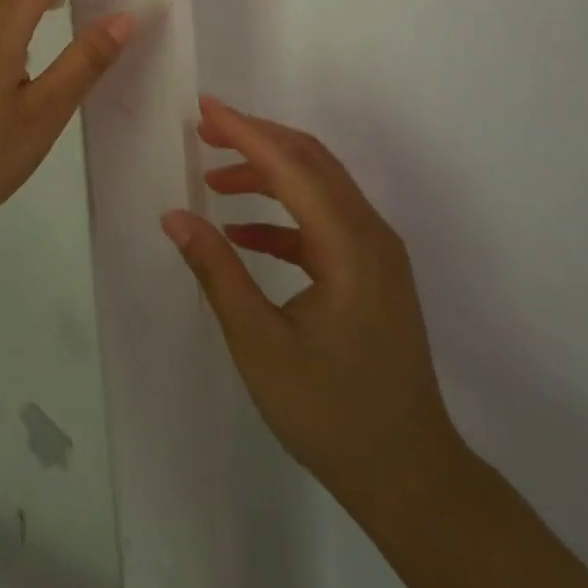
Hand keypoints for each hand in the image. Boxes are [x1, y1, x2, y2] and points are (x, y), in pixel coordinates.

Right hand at [164, 97, 464, 519]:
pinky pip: (324, 222)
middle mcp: (370, 234)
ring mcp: (376, 252)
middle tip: (205, 130)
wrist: (412, 479)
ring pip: (318, 187)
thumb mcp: (260, 345)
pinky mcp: (372, 272)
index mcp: (350, 244)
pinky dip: (282, 215)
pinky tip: (243, 232)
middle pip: (310, 161)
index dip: (244, 132)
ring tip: (214, 179)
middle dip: (256, 139)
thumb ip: (218, 272)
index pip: (291, 165)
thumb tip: (174, 217)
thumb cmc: (332, 414)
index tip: (203, 108)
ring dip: (267, 174)